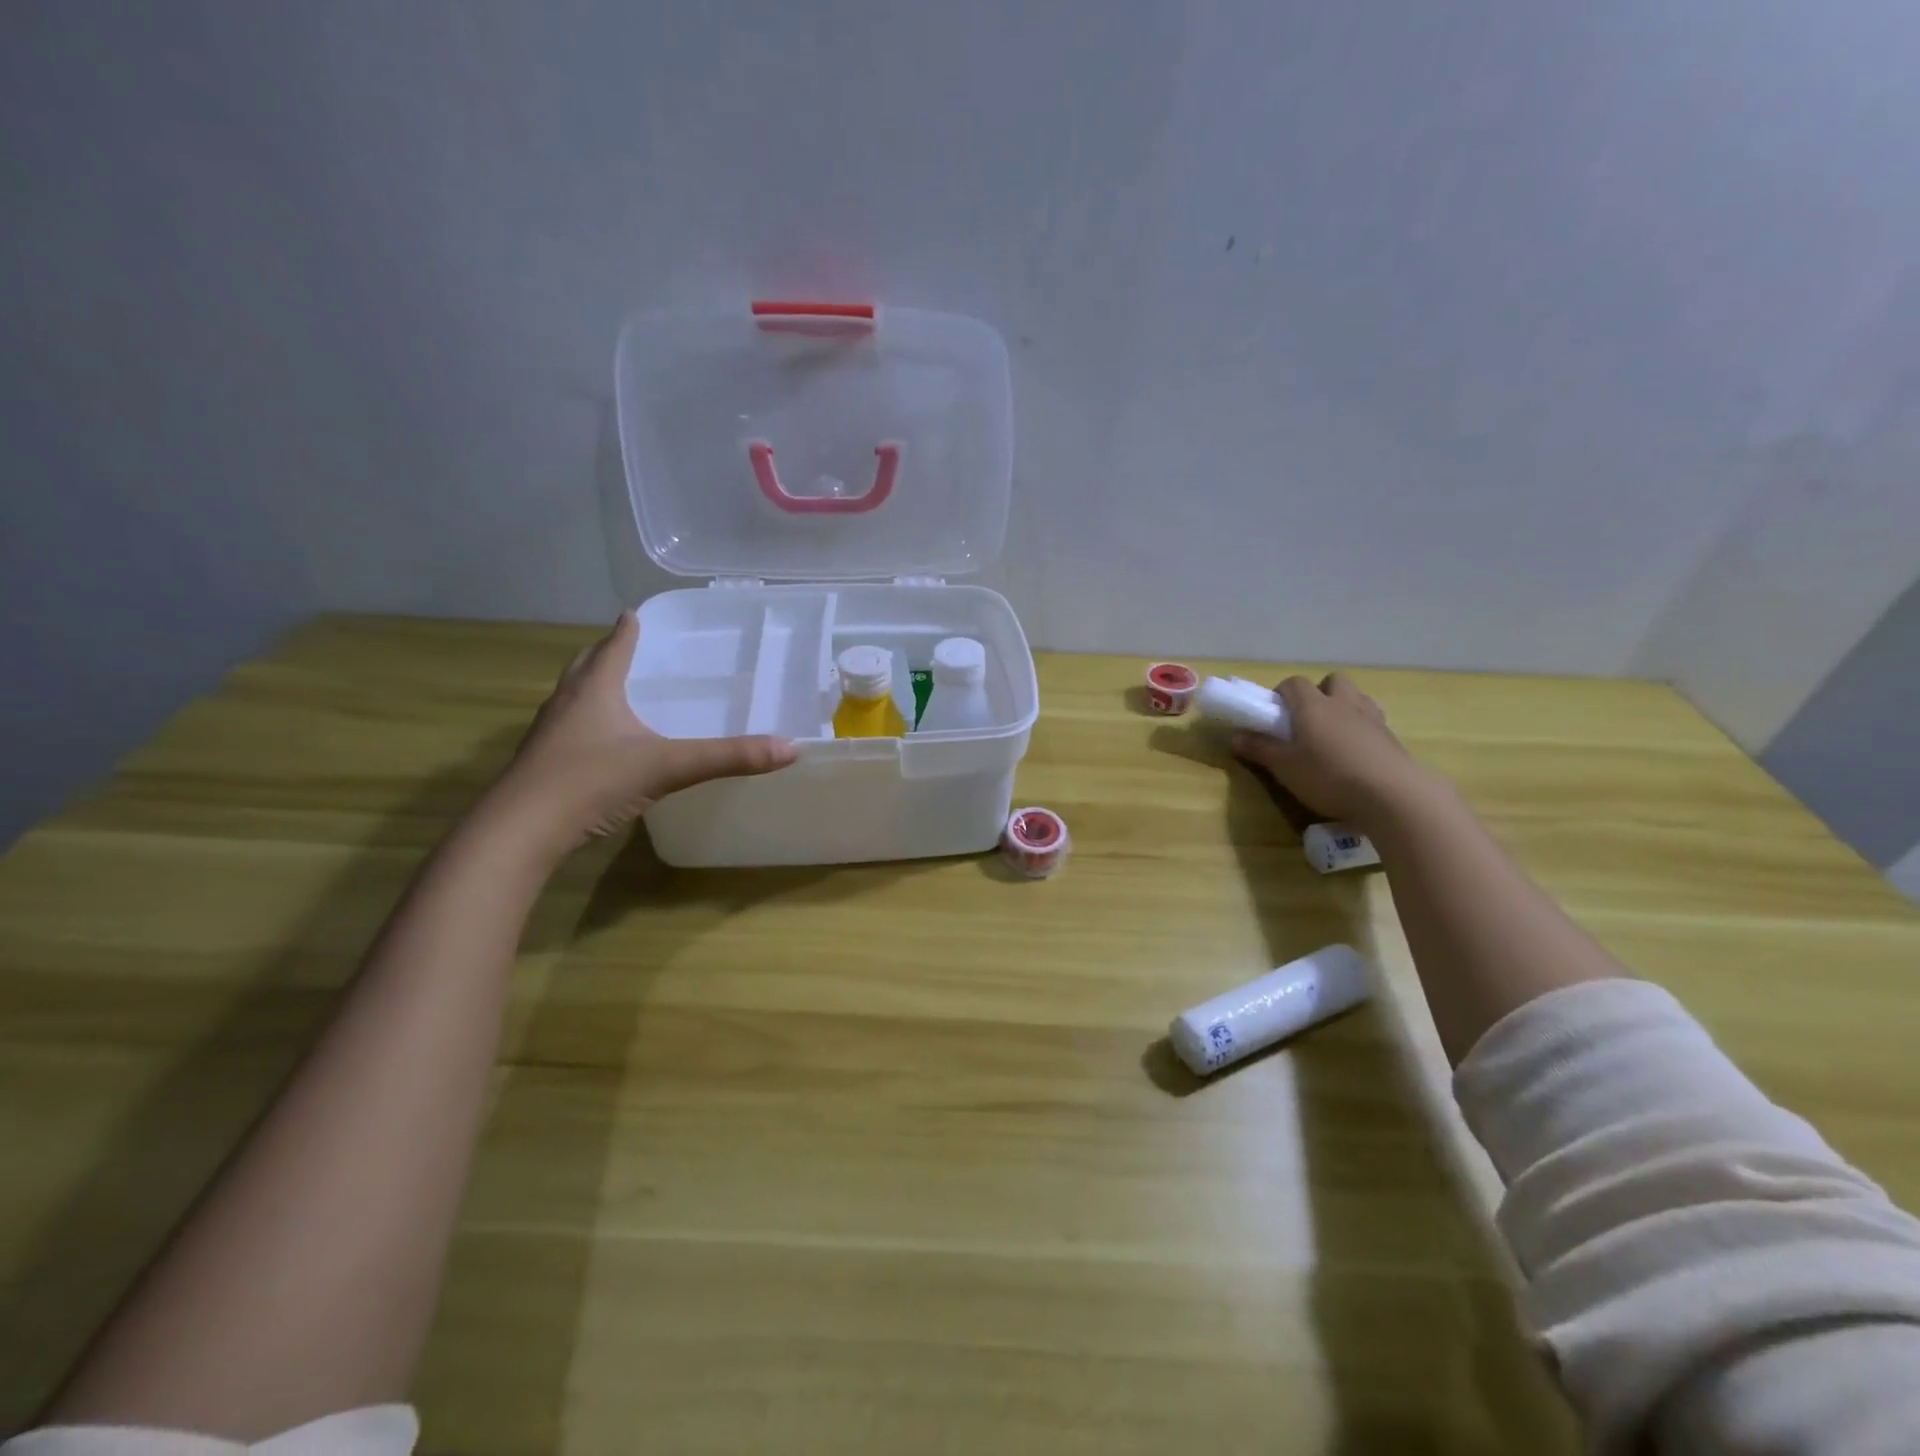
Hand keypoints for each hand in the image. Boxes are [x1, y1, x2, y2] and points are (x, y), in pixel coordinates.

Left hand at [487, 613, 796, 855]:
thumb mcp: (668, 767)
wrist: (520, 832)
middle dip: (605, 653)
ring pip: (572, 697)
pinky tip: (603, 743)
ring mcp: (549, 734)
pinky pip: (568, 729)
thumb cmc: (591, 782)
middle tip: (627, 647)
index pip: (614, 647)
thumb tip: (790, 748)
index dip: (628, 630)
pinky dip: (587, 723)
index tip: (636, 613)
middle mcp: (567, 703)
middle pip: (586, 666)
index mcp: (595, 690)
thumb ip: (728, 757)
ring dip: (592, 687)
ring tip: (617, 690)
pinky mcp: (542, 764)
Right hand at [1231, 673, 1435, 830]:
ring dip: (1344, 707)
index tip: (1275, 713)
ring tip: (1334, 734)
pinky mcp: (1392, 738)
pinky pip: (1374, 721)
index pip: (1294, 683)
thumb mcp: (1284, 767)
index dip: (1282, 693)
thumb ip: (1259, 749)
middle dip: (1319, 693)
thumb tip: (1234, 736)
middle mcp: (1343, 704)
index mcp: (1313, 705)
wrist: (1391, 794)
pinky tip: (1357, 754)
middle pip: (1333, 681)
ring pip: (1357, 698)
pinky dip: (1363, 729)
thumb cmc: (1327, 775)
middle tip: (1307, 720)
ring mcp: (1372, 719)